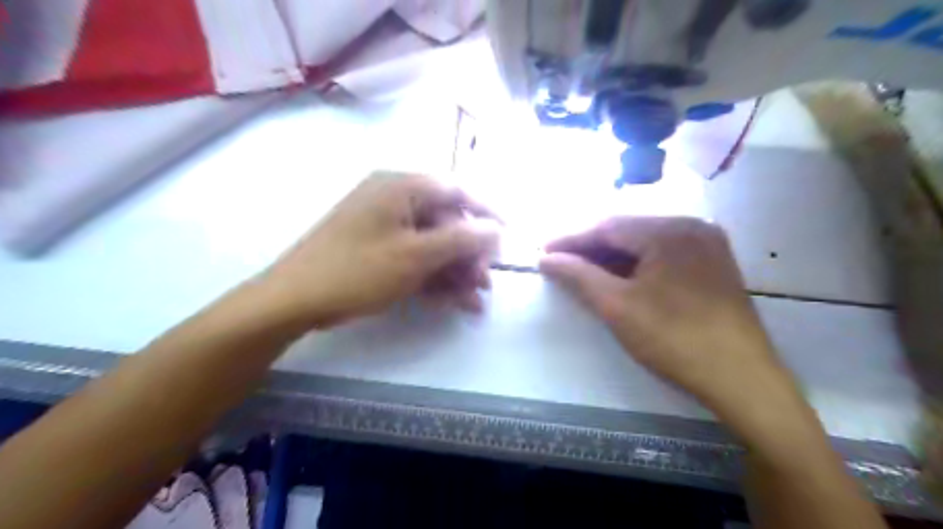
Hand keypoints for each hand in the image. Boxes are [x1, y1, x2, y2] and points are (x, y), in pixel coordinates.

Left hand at [254, 174, 496, 327]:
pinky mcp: (377, 248)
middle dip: (469, 255)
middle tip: (483, 284)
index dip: (487, 213)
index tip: (508, 237)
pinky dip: (432, 277)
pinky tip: (448, 302)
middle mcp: (394, 199)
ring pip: (432, 244)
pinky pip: (414, 257)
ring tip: (470, 302)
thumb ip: (462, 239)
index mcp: (402, 187)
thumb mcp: (417, 255)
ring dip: (454, 272)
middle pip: (447, 222)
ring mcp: (384, 225)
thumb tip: (497, 228)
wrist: (294, 300)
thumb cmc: (358, 270)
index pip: (458, 191)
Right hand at [537, 217, 792, 414]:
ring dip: (612, 256)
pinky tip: (619, 276)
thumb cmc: (673, 338)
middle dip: (591, 247)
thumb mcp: (617, 306)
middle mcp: (691, 226)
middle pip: (627, 231)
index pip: (607, 227)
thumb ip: (579, 276)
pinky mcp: (712, 263)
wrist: (740, 378)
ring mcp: (705, 244)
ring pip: (645, 242)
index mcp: (669, 231)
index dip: (572, 239)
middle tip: (560, 262)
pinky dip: (636, 264)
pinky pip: (663, 254)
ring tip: (583, 271)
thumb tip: (547, 259)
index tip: (543, 252)